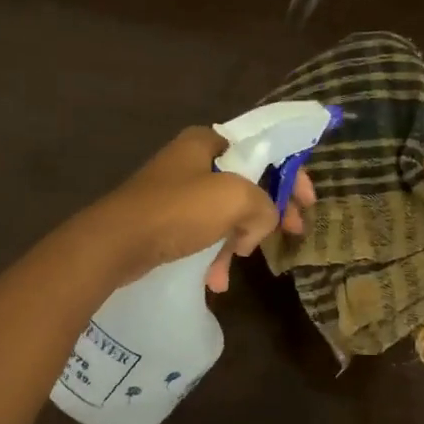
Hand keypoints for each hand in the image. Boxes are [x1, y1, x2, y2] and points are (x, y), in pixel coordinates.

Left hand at [82, 127, 317, 292]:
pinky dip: (213, 254)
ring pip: (226, 213)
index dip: (292, 174)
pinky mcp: (165, 221)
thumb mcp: (235, 198)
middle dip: (268, 212)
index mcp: (207, 142)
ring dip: (239, 239)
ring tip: (240, 261)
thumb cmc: (177, 211)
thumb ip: (264, 205)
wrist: (115, 244)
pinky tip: (215, 280)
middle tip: (290, 233)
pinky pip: (203, 235)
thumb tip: (260, 225)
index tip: (307, 203)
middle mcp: (192, 161)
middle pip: (248, 183)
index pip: (264, 149)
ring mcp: (176, 192)